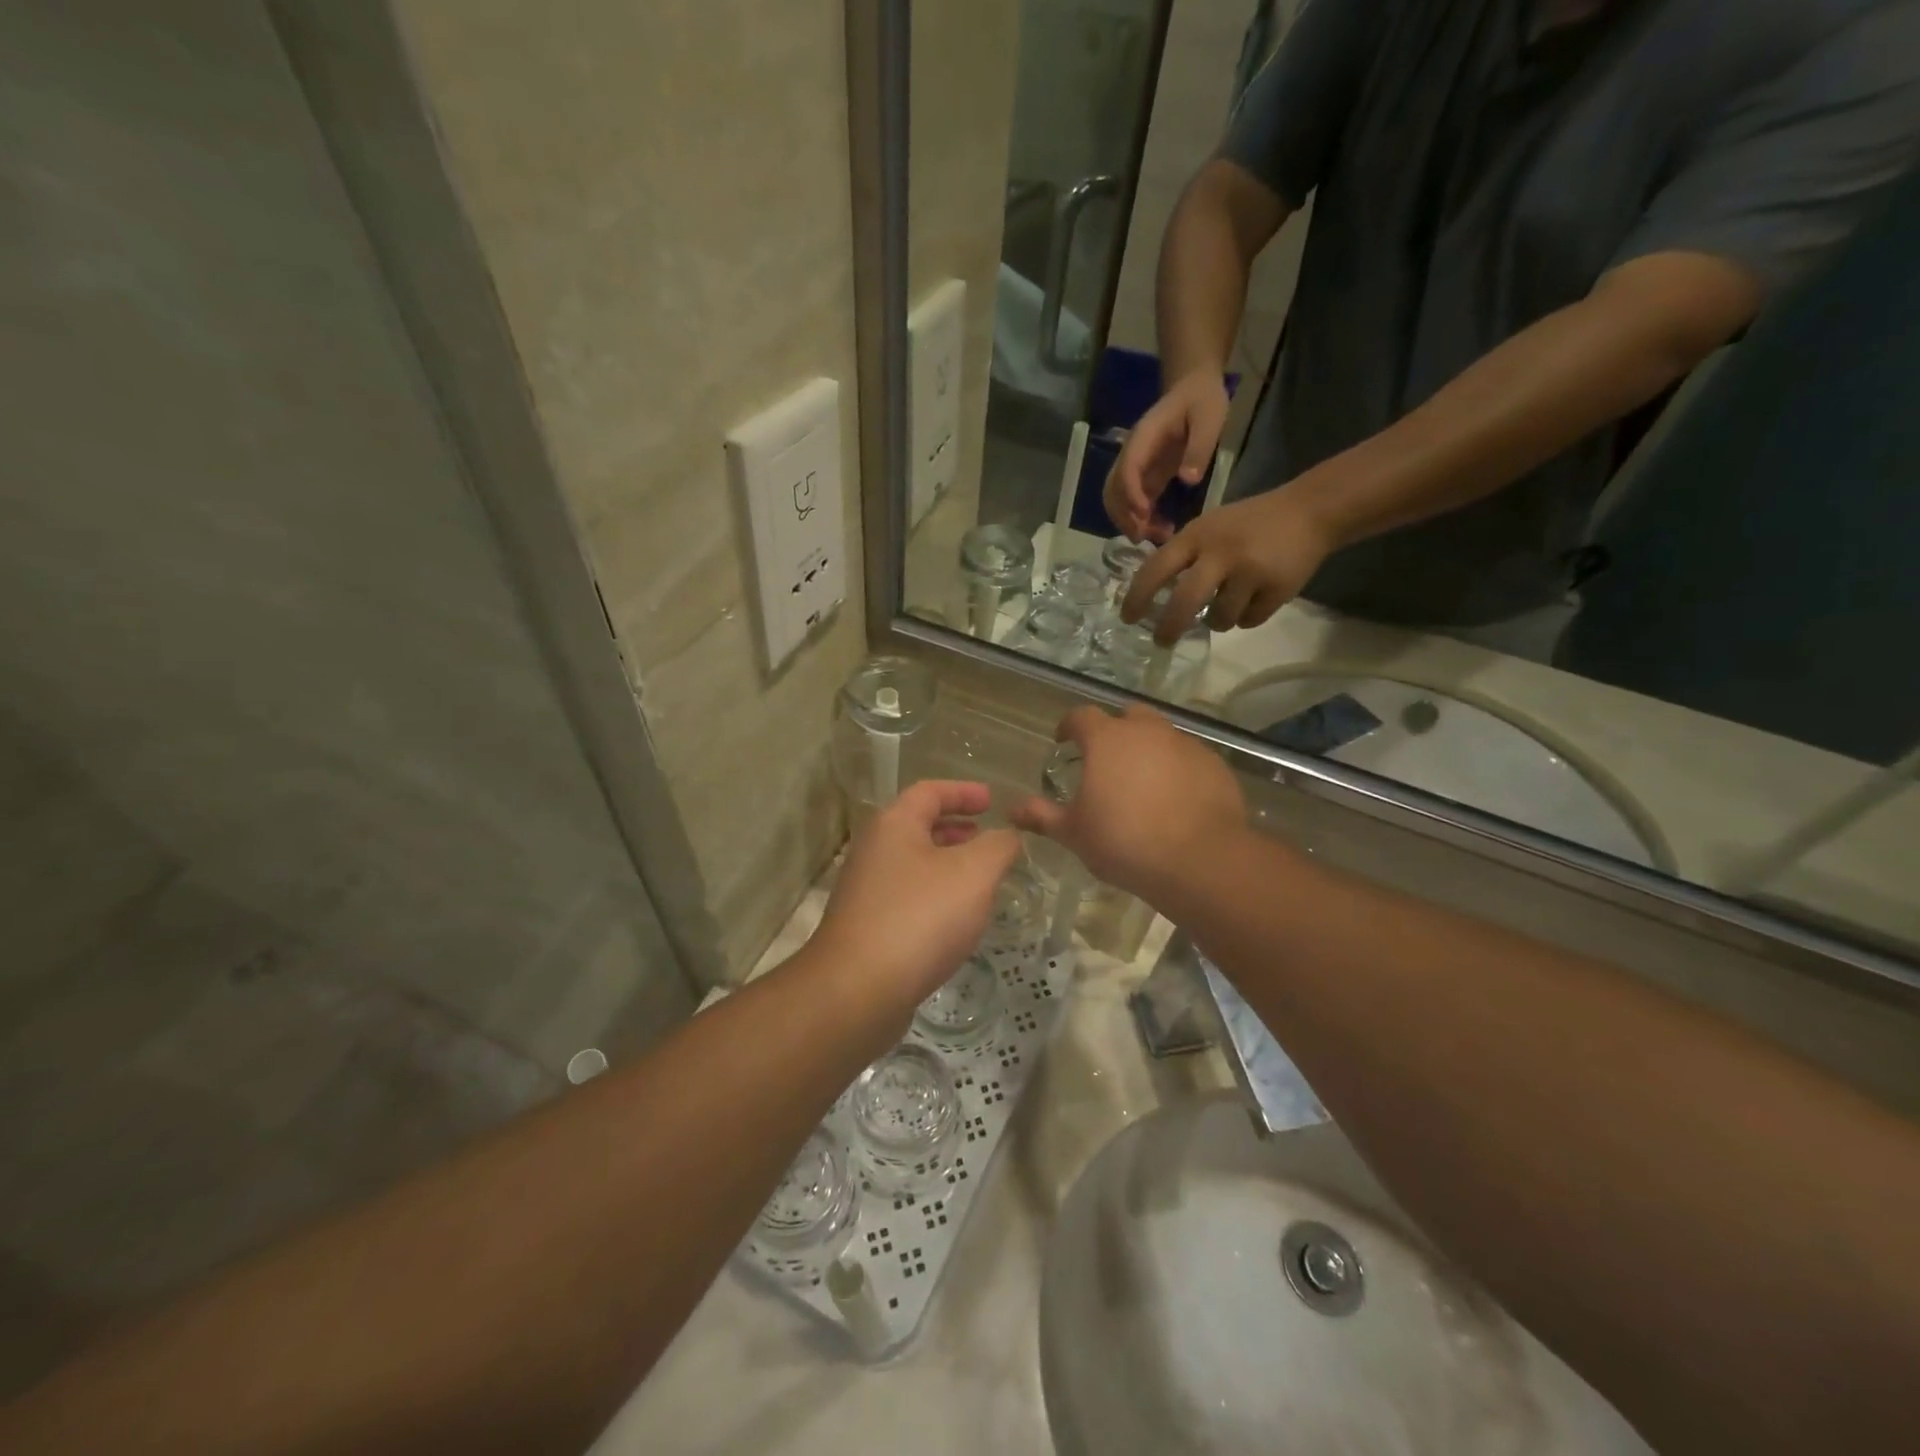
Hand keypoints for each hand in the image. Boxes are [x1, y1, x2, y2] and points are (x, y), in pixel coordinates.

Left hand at [812, 781, 1022, 1012]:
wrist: (858, 990)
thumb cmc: (920, 917)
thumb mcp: (974, 873)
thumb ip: (998, 846)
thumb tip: (1007, 836)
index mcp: (894, 825)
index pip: (929, 791)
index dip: (964, 791)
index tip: (992, 801)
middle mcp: (874, 850)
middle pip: (918, 826)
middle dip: (956, 829)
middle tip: (987, 838)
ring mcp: (866, 891)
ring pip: (914, 864)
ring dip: (948, 865)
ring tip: (981, 880)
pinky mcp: (867, 927)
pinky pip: (908, 897)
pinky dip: (936, 896)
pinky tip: (957, 921)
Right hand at [1011, 705, 1246, 904]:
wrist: (1199, 861)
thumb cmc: (1124, 841)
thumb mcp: (1075, 833)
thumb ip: (1042, 816)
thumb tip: (1012, 810)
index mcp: (1107, 739)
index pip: (1081, 716)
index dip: (1069, 726)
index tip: (1063, 741)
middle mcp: (1147, 731)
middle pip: (1128, 716)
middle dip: (1115, 731)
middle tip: (1107, 761)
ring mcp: (1186, 745)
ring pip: (1162, 736)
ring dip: (1149, 750)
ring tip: (1143, 784)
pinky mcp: (1215, 765)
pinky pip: (1189, 759)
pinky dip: (1178, 770)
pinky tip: (1175, 800)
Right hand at [1104, 371, 1230, 542]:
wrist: (1193, 388)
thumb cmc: (1201, 400)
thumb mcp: (1209, 417)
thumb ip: (1199, 447)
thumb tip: (1188, 480)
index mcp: (1143, 439)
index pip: (1127, 470)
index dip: (1131, 495)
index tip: (1145, 515)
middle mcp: (1131, 455)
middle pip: (1113, 490)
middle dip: (1124, 516)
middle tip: (1146, 536)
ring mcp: (1136, 468)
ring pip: (1117, 500)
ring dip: (1129, 522)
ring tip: (1156, 536)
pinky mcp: (1145, 477)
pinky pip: (1133, 503)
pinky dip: (1141, 520)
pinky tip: (1161, 529)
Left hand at [1122, 485, 1335, 645]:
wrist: (1309, 511)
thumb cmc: (1248, 523)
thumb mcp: (1208, 527)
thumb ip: (1183, 555)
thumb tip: (1150, 595)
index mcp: (1197, 535)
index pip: (1156, 569)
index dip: (1137, 597)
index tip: (1127, 618)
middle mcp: (1221, 553)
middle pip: (1184, 603)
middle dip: (1169, 628)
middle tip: (1162, 641)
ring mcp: (1250, 572)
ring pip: (1219, 619)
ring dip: (1217, 620)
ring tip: (1227, 604)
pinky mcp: (1277, 589)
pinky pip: (1248, 621)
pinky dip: (1247, 616)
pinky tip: (1255, 598)